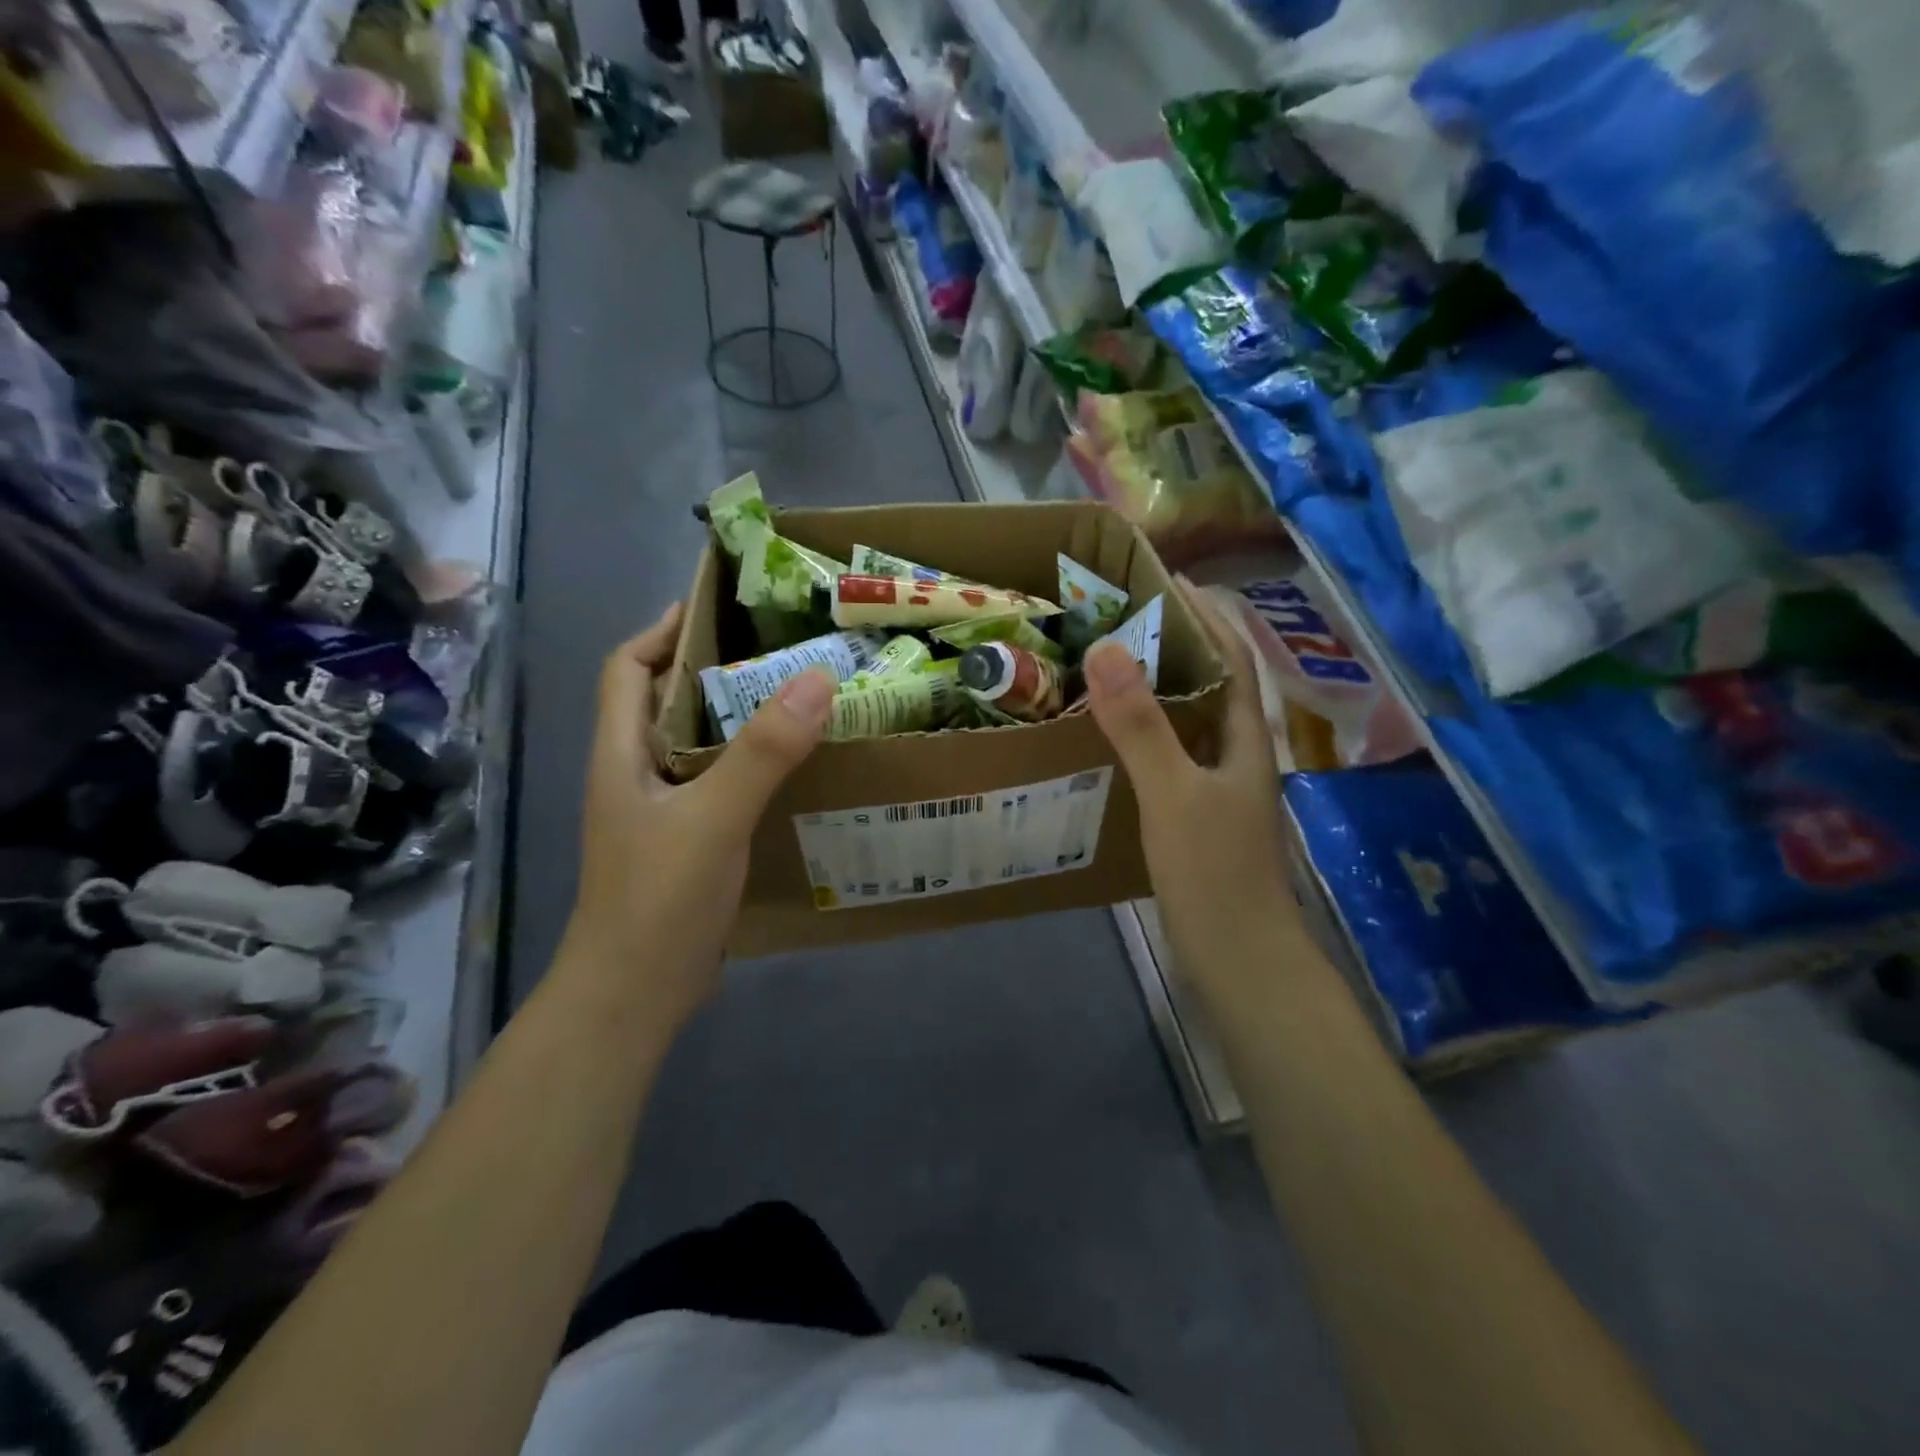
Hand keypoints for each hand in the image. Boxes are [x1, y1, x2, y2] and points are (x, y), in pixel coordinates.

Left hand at [561, 603, 834, 1028]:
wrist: (635, 995)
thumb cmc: (658, 899)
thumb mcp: (713, 818)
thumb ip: (764, 751)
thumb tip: (817, 678)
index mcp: (621, 753)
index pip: (629, 668)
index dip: (664, 631)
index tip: (720, 608)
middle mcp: (636, 773)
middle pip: (668, 701)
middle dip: (716, 669)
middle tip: (782, 651)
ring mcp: (661, 812)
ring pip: (699, 745)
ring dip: (740, 720)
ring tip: (800, 700)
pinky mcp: (688, 842)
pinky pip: (720, 785)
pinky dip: (752, 766)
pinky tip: (796, 771)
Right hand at [1083, 581, 1296, 999]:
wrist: (1240, 961)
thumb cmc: (1214, 873)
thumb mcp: (1173, 793)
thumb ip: (1141, 725)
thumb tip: (1105, 650)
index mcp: (1246, 739)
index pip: (1234, 656)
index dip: (1208, 614)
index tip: (1169, 579)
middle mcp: (1239, 756)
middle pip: (1214, 684)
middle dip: (1180, 643)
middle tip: (1125, 618)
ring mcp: (1220, 790)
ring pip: (1192, 722)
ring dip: (1160, 688)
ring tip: (1112, 666)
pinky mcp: (1199, 819)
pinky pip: (1173, 757)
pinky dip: (1147, 734)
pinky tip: (1113, 740)